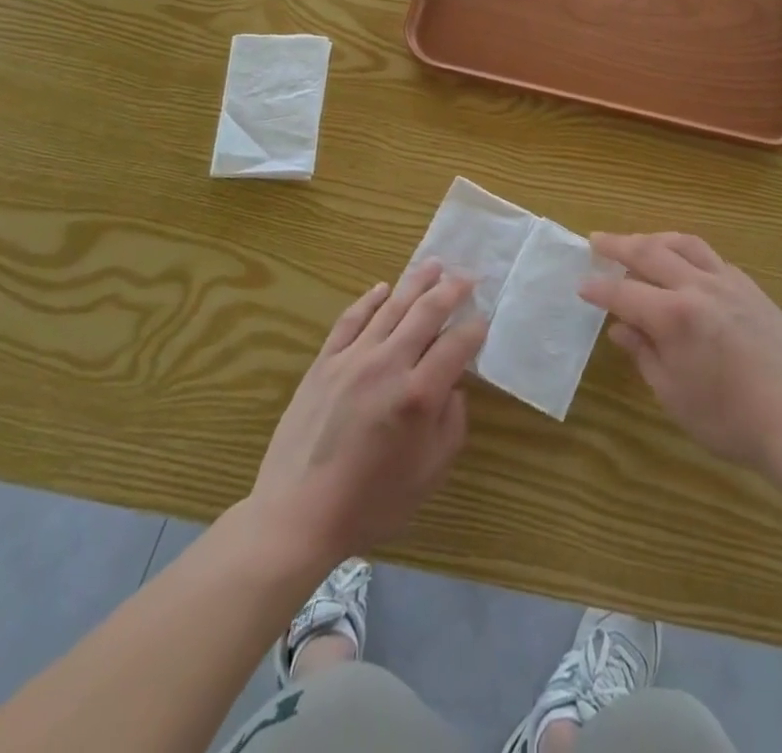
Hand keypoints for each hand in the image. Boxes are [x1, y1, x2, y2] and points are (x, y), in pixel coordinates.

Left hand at [252, 262, 487, 562]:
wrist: (297, 515)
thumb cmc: (371, 503)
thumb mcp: (428, 475)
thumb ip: (451, 426)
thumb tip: (453, 389)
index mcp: (419, 395)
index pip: (457, 344)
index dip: (475, 328)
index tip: (484, 319)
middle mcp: (388, 365)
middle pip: (426, 312)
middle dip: (451, 290)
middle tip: (467, 276)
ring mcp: (353, 359)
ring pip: (391, 306)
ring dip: (416, 282)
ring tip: (434, 265)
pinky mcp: (324, 362)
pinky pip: (350, 319)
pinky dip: (370, 300)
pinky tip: (383, 288)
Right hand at [581, 232, 781, 480]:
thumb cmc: (727, 419)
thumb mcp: (672, 393)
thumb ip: (644, 353)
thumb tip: (621, 327)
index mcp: (674, 316)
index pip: (624, 293)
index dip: (600, 290)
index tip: (582, 286)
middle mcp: (699, 287)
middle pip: (650, 253)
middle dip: (618, 245)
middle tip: (597, 240)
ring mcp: (729, 283)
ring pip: (684, 244)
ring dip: (655, 239)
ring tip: (638, 242)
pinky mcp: (751, 288)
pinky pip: (712, 257)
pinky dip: (688, 253)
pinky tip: (684, 264)